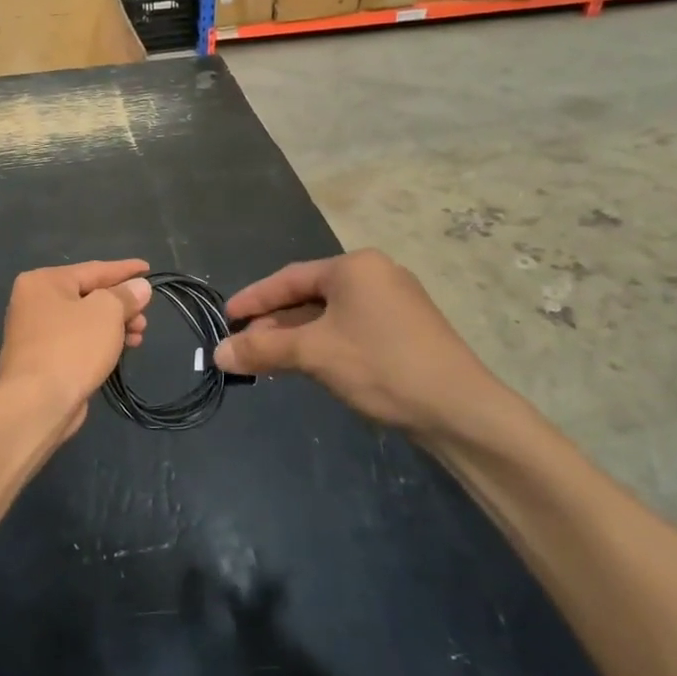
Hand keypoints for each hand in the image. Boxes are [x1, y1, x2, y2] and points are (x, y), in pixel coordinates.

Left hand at [0, 260, 151, 439]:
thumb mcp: (107, 312)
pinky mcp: (41, 360)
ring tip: (138, 337)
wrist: (37, 403)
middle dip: (121, 305)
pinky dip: (100, 342)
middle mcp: (34, 302)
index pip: (94, 269)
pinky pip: (77, 342)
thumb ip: (125, 295)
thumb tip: (139, 287)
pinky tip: (120, 350)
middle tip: (145, 317)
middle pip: (88, 295)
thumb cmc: (72, 347)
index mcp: (44, 282)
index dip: (125, 270)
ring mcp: (35, 333)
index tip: (149, 269)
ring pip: (85, 321)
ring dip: (115, 326)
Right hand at [214, 250, 508, 442]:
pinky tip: (309, 363)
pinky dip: (324, 342)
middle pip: (310, 295)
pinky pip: (352, 327)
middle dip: (275, 322)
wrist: (459, 408)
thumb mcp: (313, 354)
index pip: (289, 278)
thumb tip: (218, 354)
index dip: (254, 299)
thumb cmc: (380, 367)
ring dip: (297, 335)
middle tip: (244, 345)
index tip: (226, 317)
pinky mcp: (407, 329)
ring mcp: (396, 301)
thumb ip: (262, 349)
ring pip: (331, 314)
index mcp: (354, 267)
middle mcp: (376, 274)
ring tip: (268, 358)